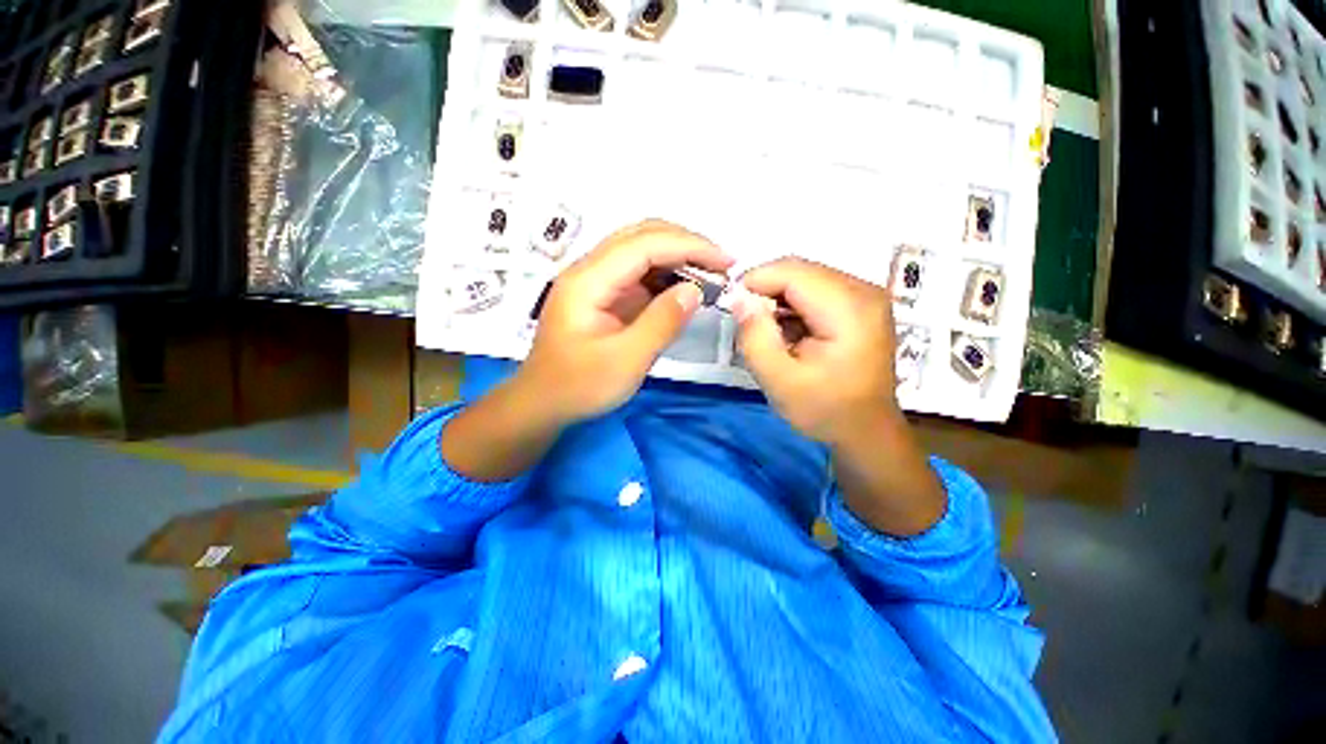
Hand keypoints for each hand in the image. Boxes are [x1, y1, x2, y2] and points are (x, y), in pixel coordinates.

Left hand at [520, 220, 734, 423]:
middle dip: (686, 244)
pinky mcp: (604, 295)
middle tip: (721, 267)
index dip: (689, 246)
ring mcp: (596, 280)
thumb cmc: (579, 386)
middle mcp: (590, 270)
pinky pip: (639, 273)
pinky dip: (666, 275)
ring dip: (678, 257)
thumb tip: (695, 291)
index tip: (725, 262)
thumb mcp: (626, 361)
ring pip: (642, 250)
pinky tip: (684, 288)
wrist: (544, 403)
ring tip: (709, 276)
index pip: (644, 245)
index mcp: (588, 281)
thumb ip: (661, 323)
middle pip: (642, 236)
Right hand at [734, 258, 943, 535]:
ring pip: (806, 277)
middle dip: (765, 290)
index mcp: (850, 308)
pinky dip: (793, 305)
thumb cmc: (825, 410)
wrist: (867, 431)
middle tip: (746, 322)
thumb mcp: (779, 380)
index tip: (731, 305)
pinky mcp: (861, 304)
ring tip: (767, 331)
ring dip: (778, 299)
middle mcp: (864, 291)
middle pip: (800, 270)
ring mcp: (866, 295)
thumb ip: (754, 337)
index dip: (754, 281)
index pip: (792, 272)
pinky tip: (788, 332)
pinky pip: (817, 290)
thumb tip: (738, 298)